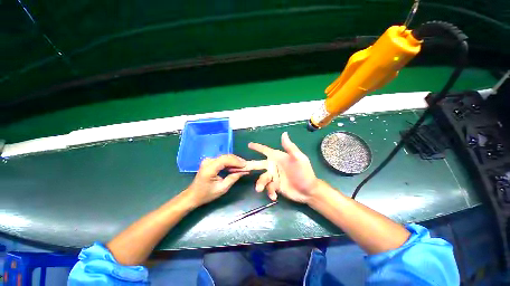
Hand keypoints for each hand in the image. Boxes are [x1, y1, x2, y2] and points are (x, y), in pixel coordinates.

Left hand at [185, 154, 247, 206]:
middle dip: (237, 160)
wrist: (193, 195)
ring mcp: (208, 160)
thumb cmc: (206, 194)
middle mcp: (208, 161)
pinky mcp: (210, 161)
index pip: (225, 160)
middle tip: (246, 165)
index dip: (236, 161)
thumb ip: (233, 178)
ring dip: (234, 161)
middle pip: (226, 157)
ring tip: (242, 166)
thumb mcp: (222, 188)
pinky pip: (222, 159)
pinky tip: (235, 166)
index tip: (245, 165)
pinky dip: (230, 162)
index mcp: (209, 168)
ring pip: (225, 157)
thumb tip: (244, 171)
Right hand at [235, 132, 318, 202]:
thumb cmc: (304, 172)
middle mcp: (273, 166)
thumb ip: (290, 147)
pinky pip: (268, 188)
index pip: (265, 150)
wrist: (308, 190)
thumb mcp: (298, 159)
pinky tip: (274, 196)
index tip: (249, 144)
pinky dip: (270, 192)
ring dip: (261, 183)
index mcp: (277, 157)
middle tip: (239, 168)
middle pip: (258, 164)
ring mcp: (273, 177)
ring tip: (260, 189)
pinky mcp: (274, 186)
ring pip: (262, 178)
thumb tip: (284, 133)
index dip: (257, 147)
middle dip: (249, 166)